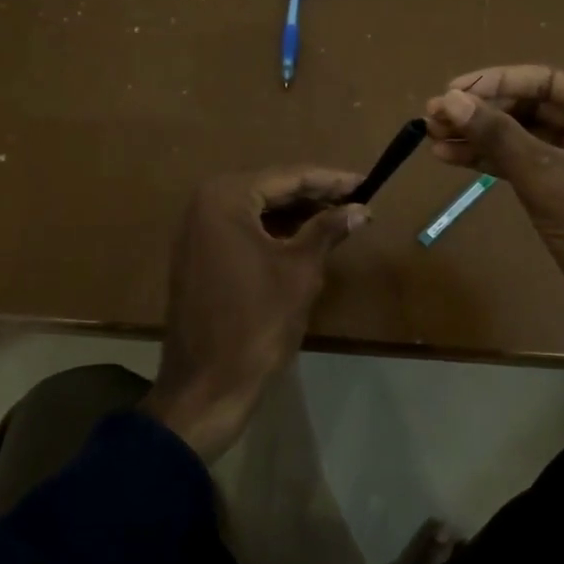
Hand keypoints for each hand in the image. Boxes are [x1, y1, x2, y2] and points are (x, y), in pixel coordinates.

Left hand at [143, 166, 368, 460]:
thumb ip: (328, 230)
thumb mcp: (300, 271)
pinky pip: (244, 230)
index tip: (366, 182)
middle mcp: (204, 204)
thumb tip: (361, 209)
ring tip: (340, 216)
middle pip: (271, 189)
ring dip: (298, 213)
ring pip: (258, 210)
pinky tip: (307, 237)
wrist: (206, 386)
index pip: (288, 177)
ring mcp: (197, 231)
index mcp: (225, 198)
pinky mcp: (199, 255)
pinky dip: (276, 232)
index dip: (330, 180)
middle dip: (315, 195)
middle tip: (357, 199)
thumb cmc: (256, 322)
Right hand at [424, 65, 563, 407]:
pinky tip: (455, 158)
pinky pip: (533, 164)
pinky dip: (496, 162)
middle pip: (538, 106)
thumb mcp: (547, 179)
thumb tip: (448, 98)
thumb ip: (498, 135)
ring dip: (483, 137)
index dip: (495, 82)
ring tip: (434, 136)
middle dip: (485, 112)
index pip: (550, 80)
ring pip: (530, 137)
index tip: (449, 90)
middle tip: (433, 116)